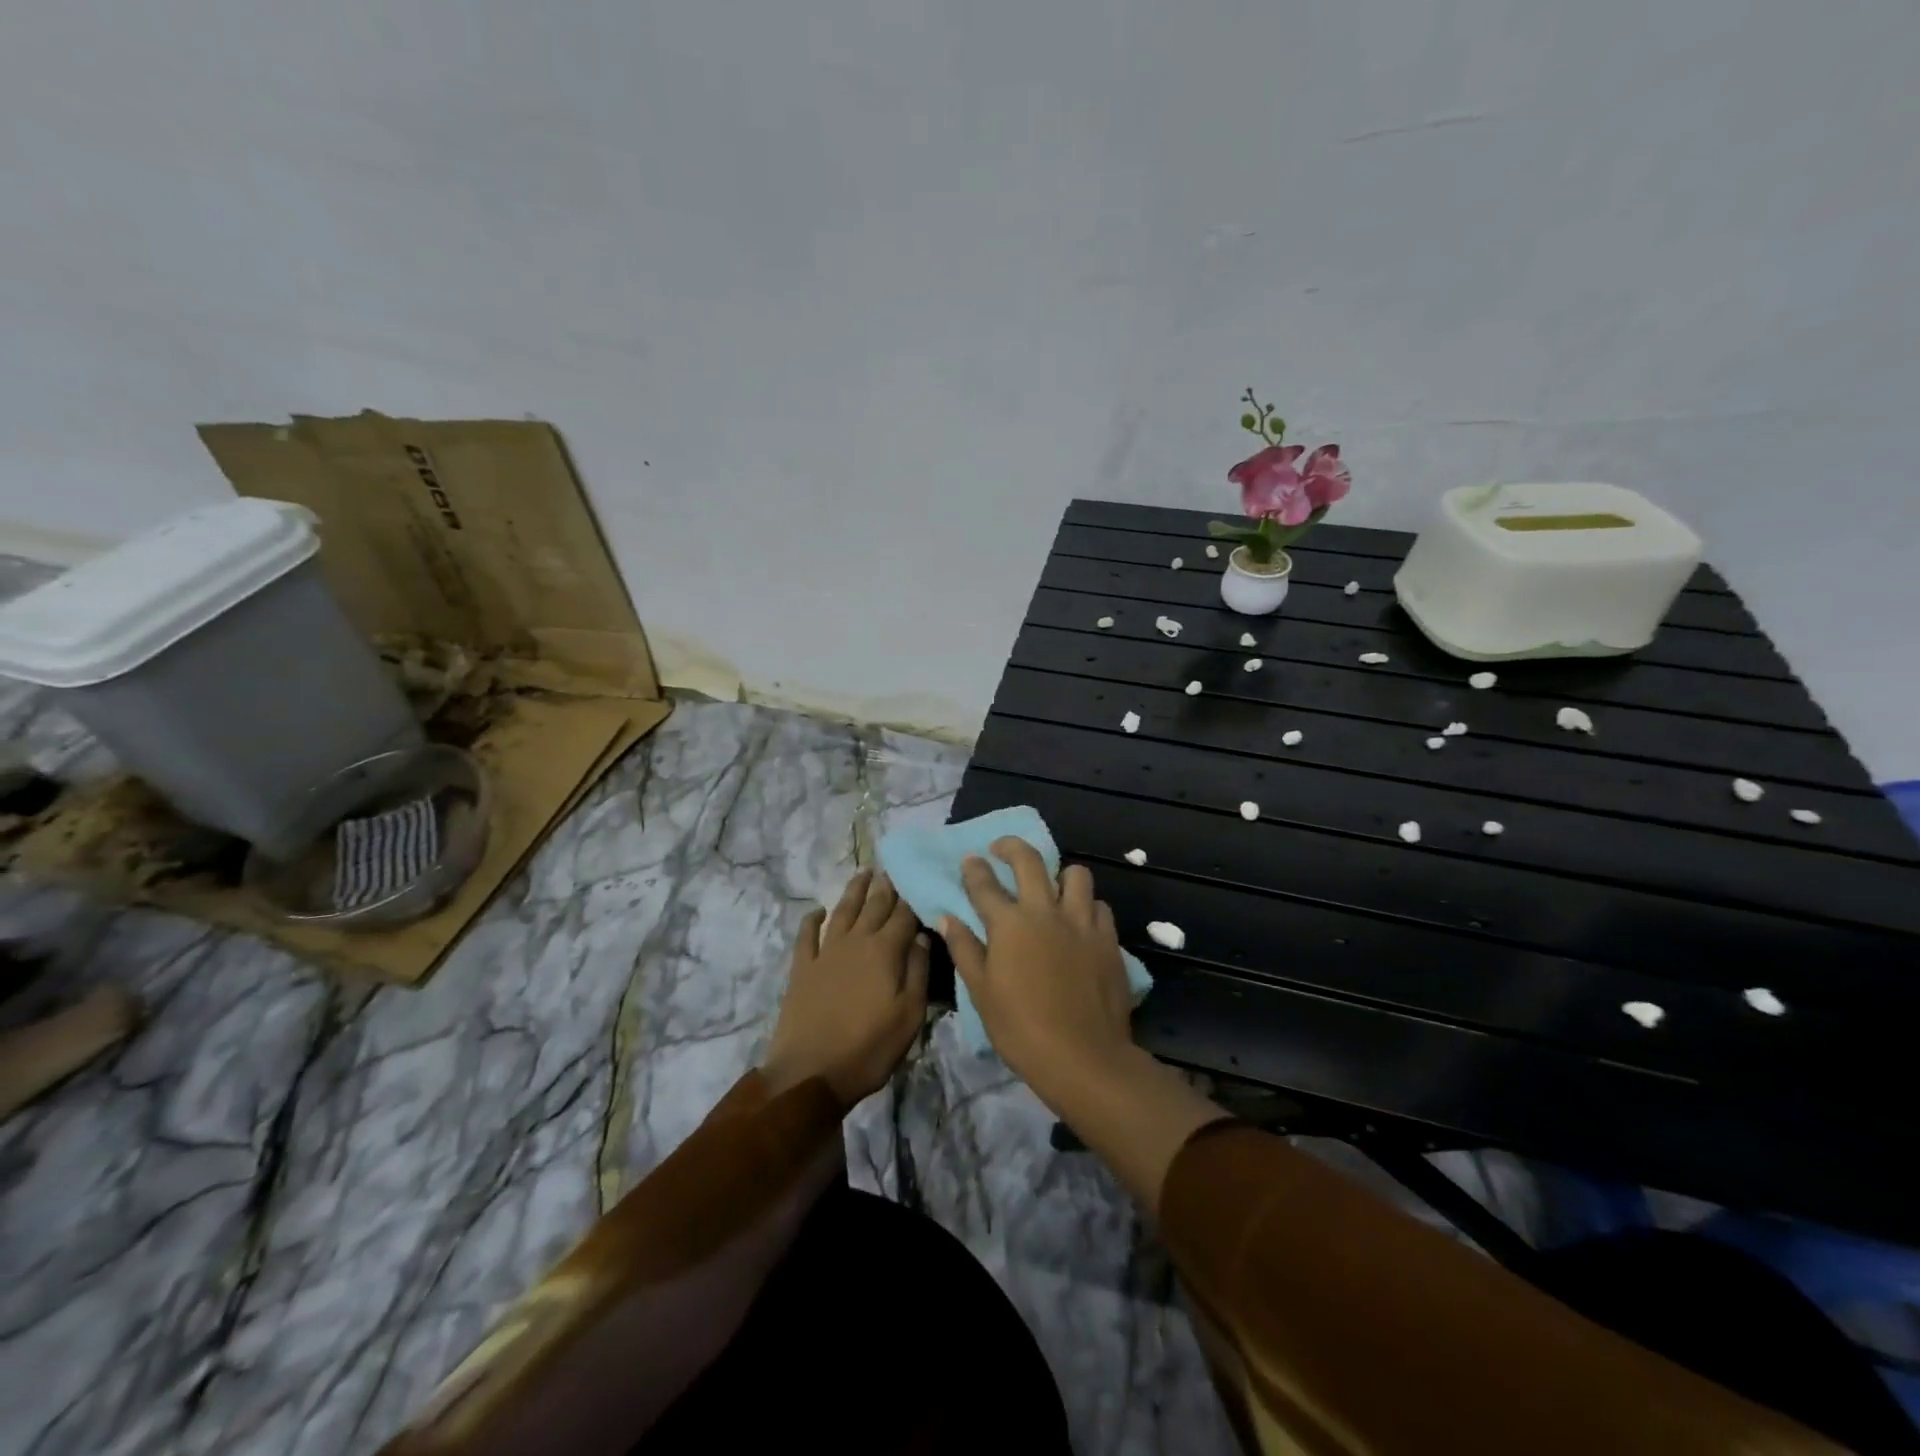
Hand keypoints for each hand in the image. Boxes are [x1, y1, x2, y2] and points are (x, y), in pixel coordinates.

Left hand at [760, 869, 929, 1108]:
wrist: (810, 1073)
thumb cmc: (869, 1048)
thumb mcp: (909, 1015)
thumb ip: (918, 971)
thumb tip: (922, 936)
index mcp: (885, 951)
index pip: (904, 916)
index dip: (912, 899)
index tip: (919, 881)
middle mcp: (855, 942)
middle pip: (873, 907)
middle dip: (885, 887)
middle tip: (892, 869)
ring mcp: (825, 953)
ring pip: (842, 911)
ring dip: (854, 891)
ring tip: (863, 873)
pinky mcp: (802, 969)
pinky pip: (806, 935)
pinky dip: (812, 920)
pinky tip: (817, 910)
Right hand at [940, 838, 1137, 1108]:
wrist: (1083, 1056)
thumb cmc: (1021, 1028)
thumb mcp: (981, 992)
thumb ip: (965, 949)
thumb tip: (947, 918)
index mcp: (1009, 923)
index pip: (985, 883)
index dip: (974, 868)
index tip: (970, 859)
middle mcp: (1045, 911)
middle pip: (1029, 860)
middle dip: (1011, 847)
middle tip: (1002, 849)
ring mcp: (1081, 922)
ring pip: (1075, 874)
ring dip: (1059, 875)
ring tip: (1052, 888)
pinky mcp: (1108, 938)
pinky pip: (1098, 906)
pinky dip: (1087, 906)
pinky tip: (1080, 921)